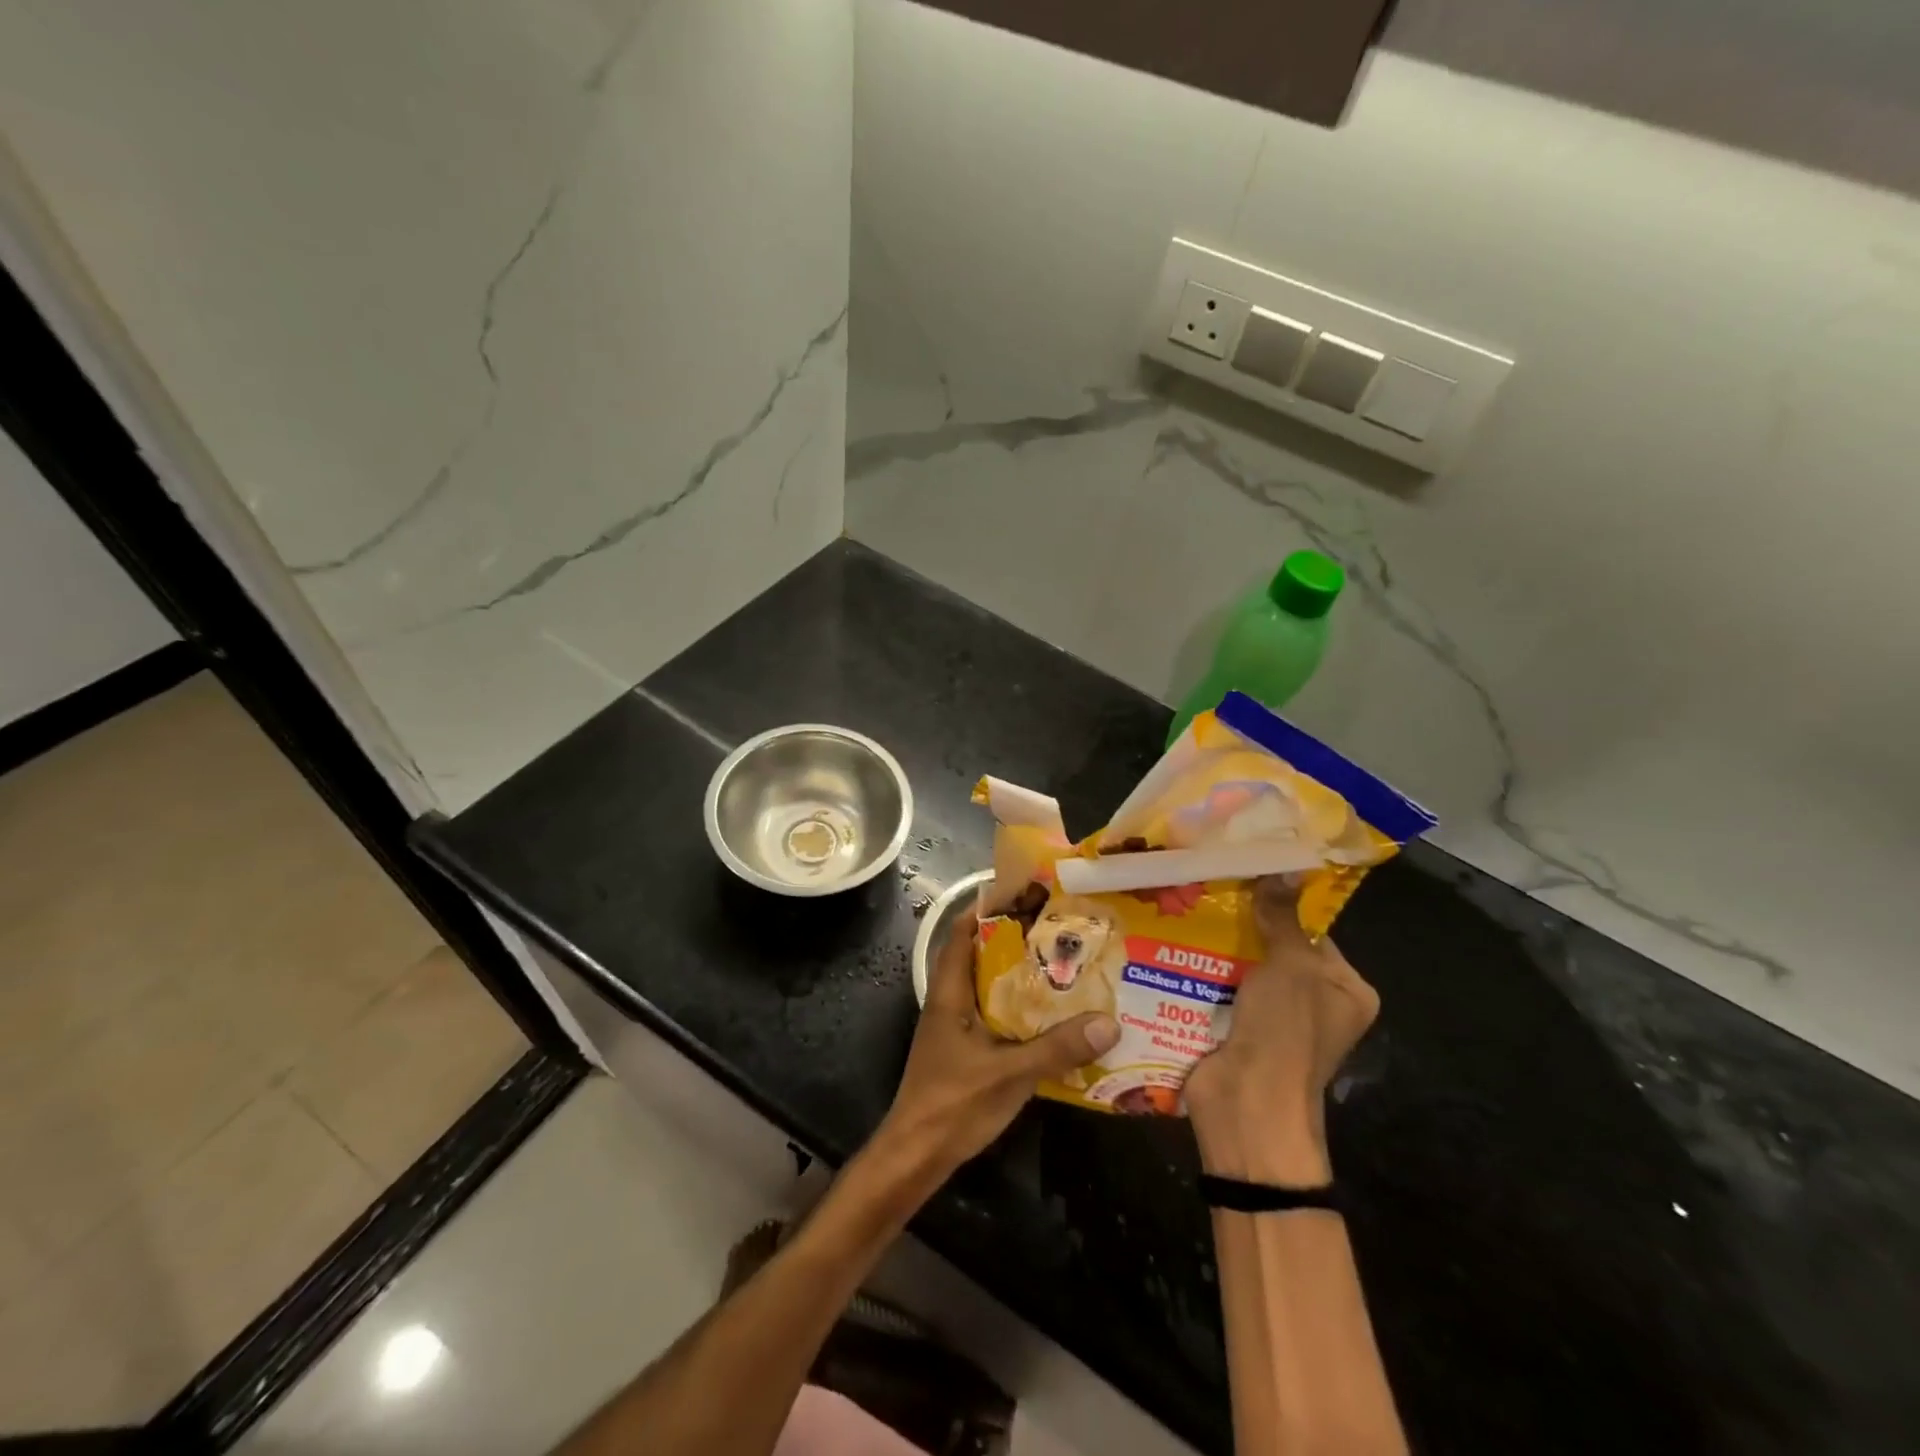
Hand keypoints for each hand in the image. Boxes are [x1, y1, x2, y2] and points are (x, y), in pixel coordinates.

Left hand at [876, 909, 1119, 1181]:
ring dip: (1018, 975)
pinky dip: (1017, 1008)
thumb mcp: (1009, 1074)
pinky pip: (993, 1015)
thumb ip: (1056, 1048)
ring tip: (1062, 966)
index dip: (988, 909)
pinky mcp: (963, 1051)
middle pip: (979, 955)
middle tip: (1058, 930)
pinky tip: (1049, 1018)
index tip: (1026, 894)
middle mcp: (950, 1001)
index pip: (962, 933)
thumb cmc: (953, 1104)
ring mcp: (955, 1028)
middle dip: (1014, 940)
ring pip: (988, 987)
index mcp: (950, 992)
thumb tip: (1109, 1022)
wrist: (916, 1155)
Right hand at [1184, 878, 1379, 1185]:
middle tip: (1206, 885)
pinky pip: (1217, 987)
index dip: (1281, 903)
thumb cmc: (1285, 1032)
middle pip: (1273, 947)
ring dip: (1213, 943)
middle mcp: (1312, 1004)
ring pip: (1240, 965)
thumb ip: (1282, 917)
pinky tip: (1169, 939)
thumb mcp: (1291, 966)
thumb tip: (1284, 866)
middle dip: (1241, 921)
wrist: (1247, 1105)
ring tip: (1181, 903)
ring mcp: (1271, 1019)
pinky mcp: (1234, 1028)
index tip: (1245, 872)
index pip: (1313, 932)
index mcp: (1344, 990)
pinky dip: (1198, 968)